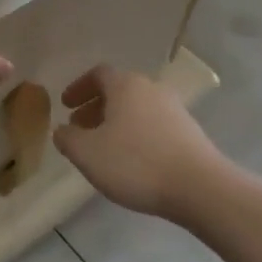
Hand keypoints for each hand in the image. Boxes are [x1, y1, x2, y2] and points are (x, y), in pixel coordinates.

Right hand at [52, 65, 222, 221]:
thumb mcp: (87, 153)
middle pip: (118, 91)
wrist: (199, 188)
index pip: (98, 74)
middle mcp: (152, 90)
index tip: (65, 106)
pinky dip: (135, 135)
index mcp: (126, 86)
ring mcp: (175, 110)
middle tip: (78, 128)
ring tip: (102, 148)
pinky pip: (153, 126)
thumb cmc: (135, 163)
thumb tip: (62, 130)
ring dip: (114, 122)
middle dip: (95, 107)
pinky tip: (129, 161)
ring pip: (136, 109)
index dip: (78, 87)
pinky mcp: (189, 133)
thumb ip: (67, 138)